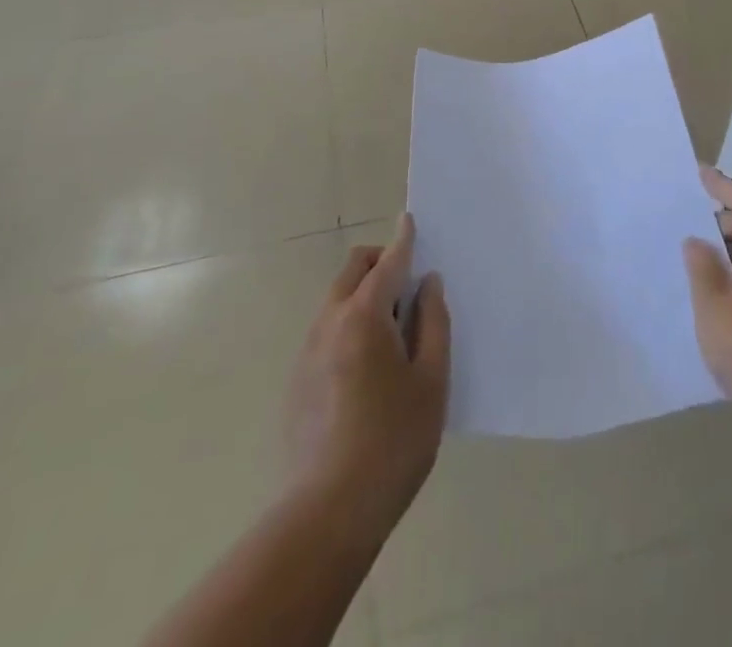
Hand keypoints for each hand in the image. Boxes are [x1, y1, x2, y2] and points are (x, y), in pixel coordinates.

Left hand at [284, 215, 449, 542]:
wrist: (328, 511)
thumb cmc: (393, 441)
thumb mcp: (431, 381)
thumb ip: (433, 323)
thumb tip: (428, 284)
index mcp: (364, 315)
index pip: (388, 263)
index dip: (404, 240)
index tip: (410, 220)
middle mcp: (330, 322)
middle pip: (353, 270)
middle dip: (380, 263)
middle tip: (409, 287)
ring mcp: (308, 350)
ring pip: (337, 299)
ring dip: (364, 294)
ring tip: (394, 332)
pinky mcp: (298, 380)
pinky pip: (327, 330)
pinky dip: (350, 324)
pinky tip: (368, 368)